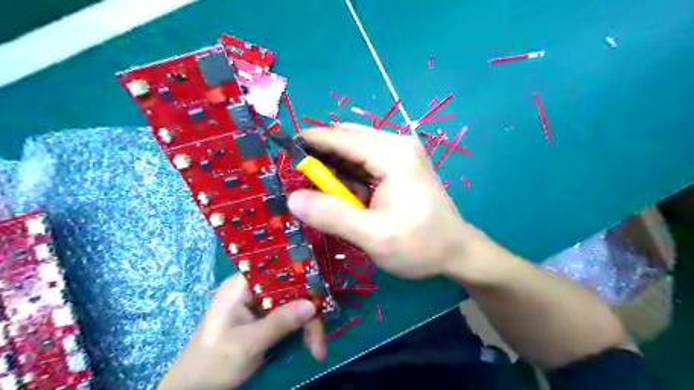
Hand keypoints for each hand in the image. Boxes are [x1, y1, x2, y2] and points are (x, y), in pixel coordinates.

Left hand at [158, 274, 326, 389]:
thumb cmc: (214, 362)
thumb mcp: (248, 343)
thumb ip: (279, 322)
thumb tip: (312, 304)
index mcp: (242, 285)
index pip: (279, 270)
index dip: (302, 277)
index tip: (321, 294)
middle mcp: (252, 288)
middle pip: (290, 289)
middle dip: (308, 311)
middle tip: (320, 337)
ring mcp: (259, 304)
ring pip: (293, 303)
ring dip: (308, 324)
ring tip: (318, 348)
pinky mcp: (263, 318)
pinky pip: (289, 316)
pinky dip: (301, 330)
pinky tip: (311, 345)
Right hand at [288, 123, 497, 282]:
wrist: (457, 251)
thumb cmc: (420, 245)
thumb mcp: (373, 236)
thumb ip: (332, 216)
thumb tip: (293, 198)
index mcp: (392, 155)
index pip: (341, 138)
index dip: (310, 141)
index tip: (283, 150)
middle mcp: (397, 145)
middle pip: (348, 138)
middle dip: (321, 154)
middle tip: (298, 176)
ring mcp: (401, 153)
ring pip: (355, 149)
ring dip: (335, 166)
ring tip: (317, 188)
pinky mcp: (401, 165)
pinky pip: (366, 161)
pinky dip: (349, 174)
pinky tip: (344, 193)